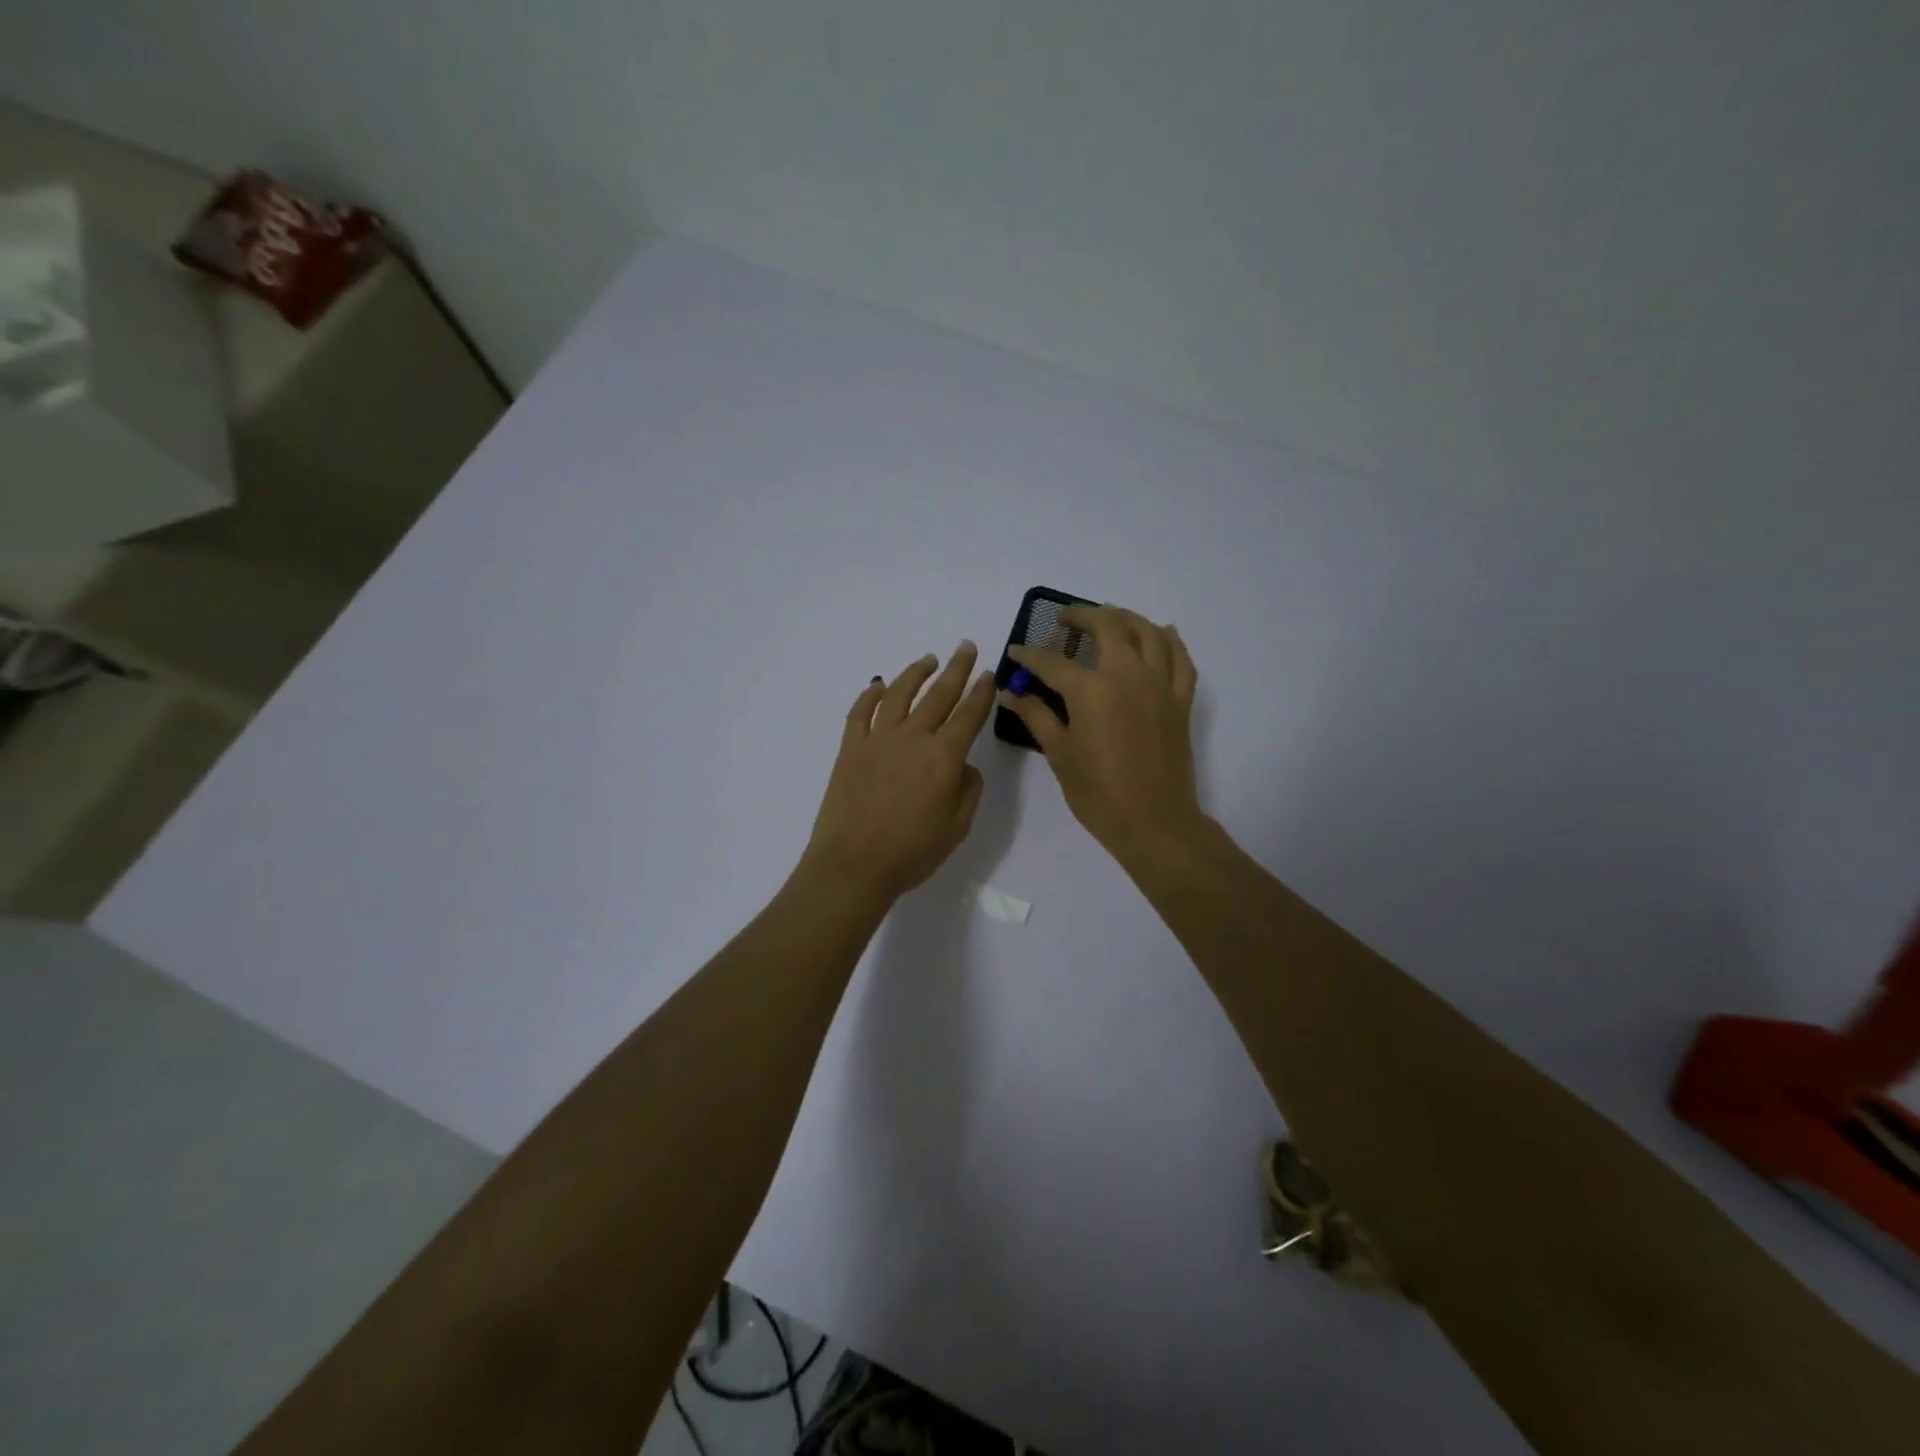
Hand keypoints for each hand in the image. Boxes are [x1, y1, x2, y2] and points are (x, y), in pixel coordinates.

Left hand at [803, 643, 998, 900]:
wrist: (853, 864)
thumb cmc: (912, 852)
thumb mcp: (957, 827)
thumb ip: (967, 789)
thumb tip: (962, 764)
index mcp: (944, 757)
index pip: (969, 714)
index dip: (982, 692)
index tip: (990, 673)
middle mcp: (913, 737)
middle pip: (939, 694)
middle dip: (956, 669)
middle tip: (966, 647)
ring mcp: (878, 739)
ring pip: (899, 694)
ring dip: (916, 673)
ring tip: (928, 659)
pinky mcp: (851, 748)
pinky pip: (860, 712)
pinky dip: (870, 695)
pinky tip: (878, 685)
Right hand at [999, 606, 1203, 854]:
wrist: (1154, 823)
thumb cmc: (1098, 793)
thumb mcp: (1060, 754)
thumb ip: (1037, 716)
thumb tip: (1010, 694)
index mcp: (1092, 690)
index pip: (1053, 662)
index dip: (1030, 656)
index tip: (1016, 652)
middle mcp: (1128, 675)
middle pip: (1108, 627)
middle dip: (1082, 617)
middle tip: (1064, 620)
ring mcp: (1160, 685)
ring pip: (1147, 632)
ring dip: (1125, 618)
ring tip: (1108, 618)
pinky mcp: (1181, 700)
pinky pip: (1180, 659)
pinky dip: (1170, 640)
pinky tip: (1161, 632)